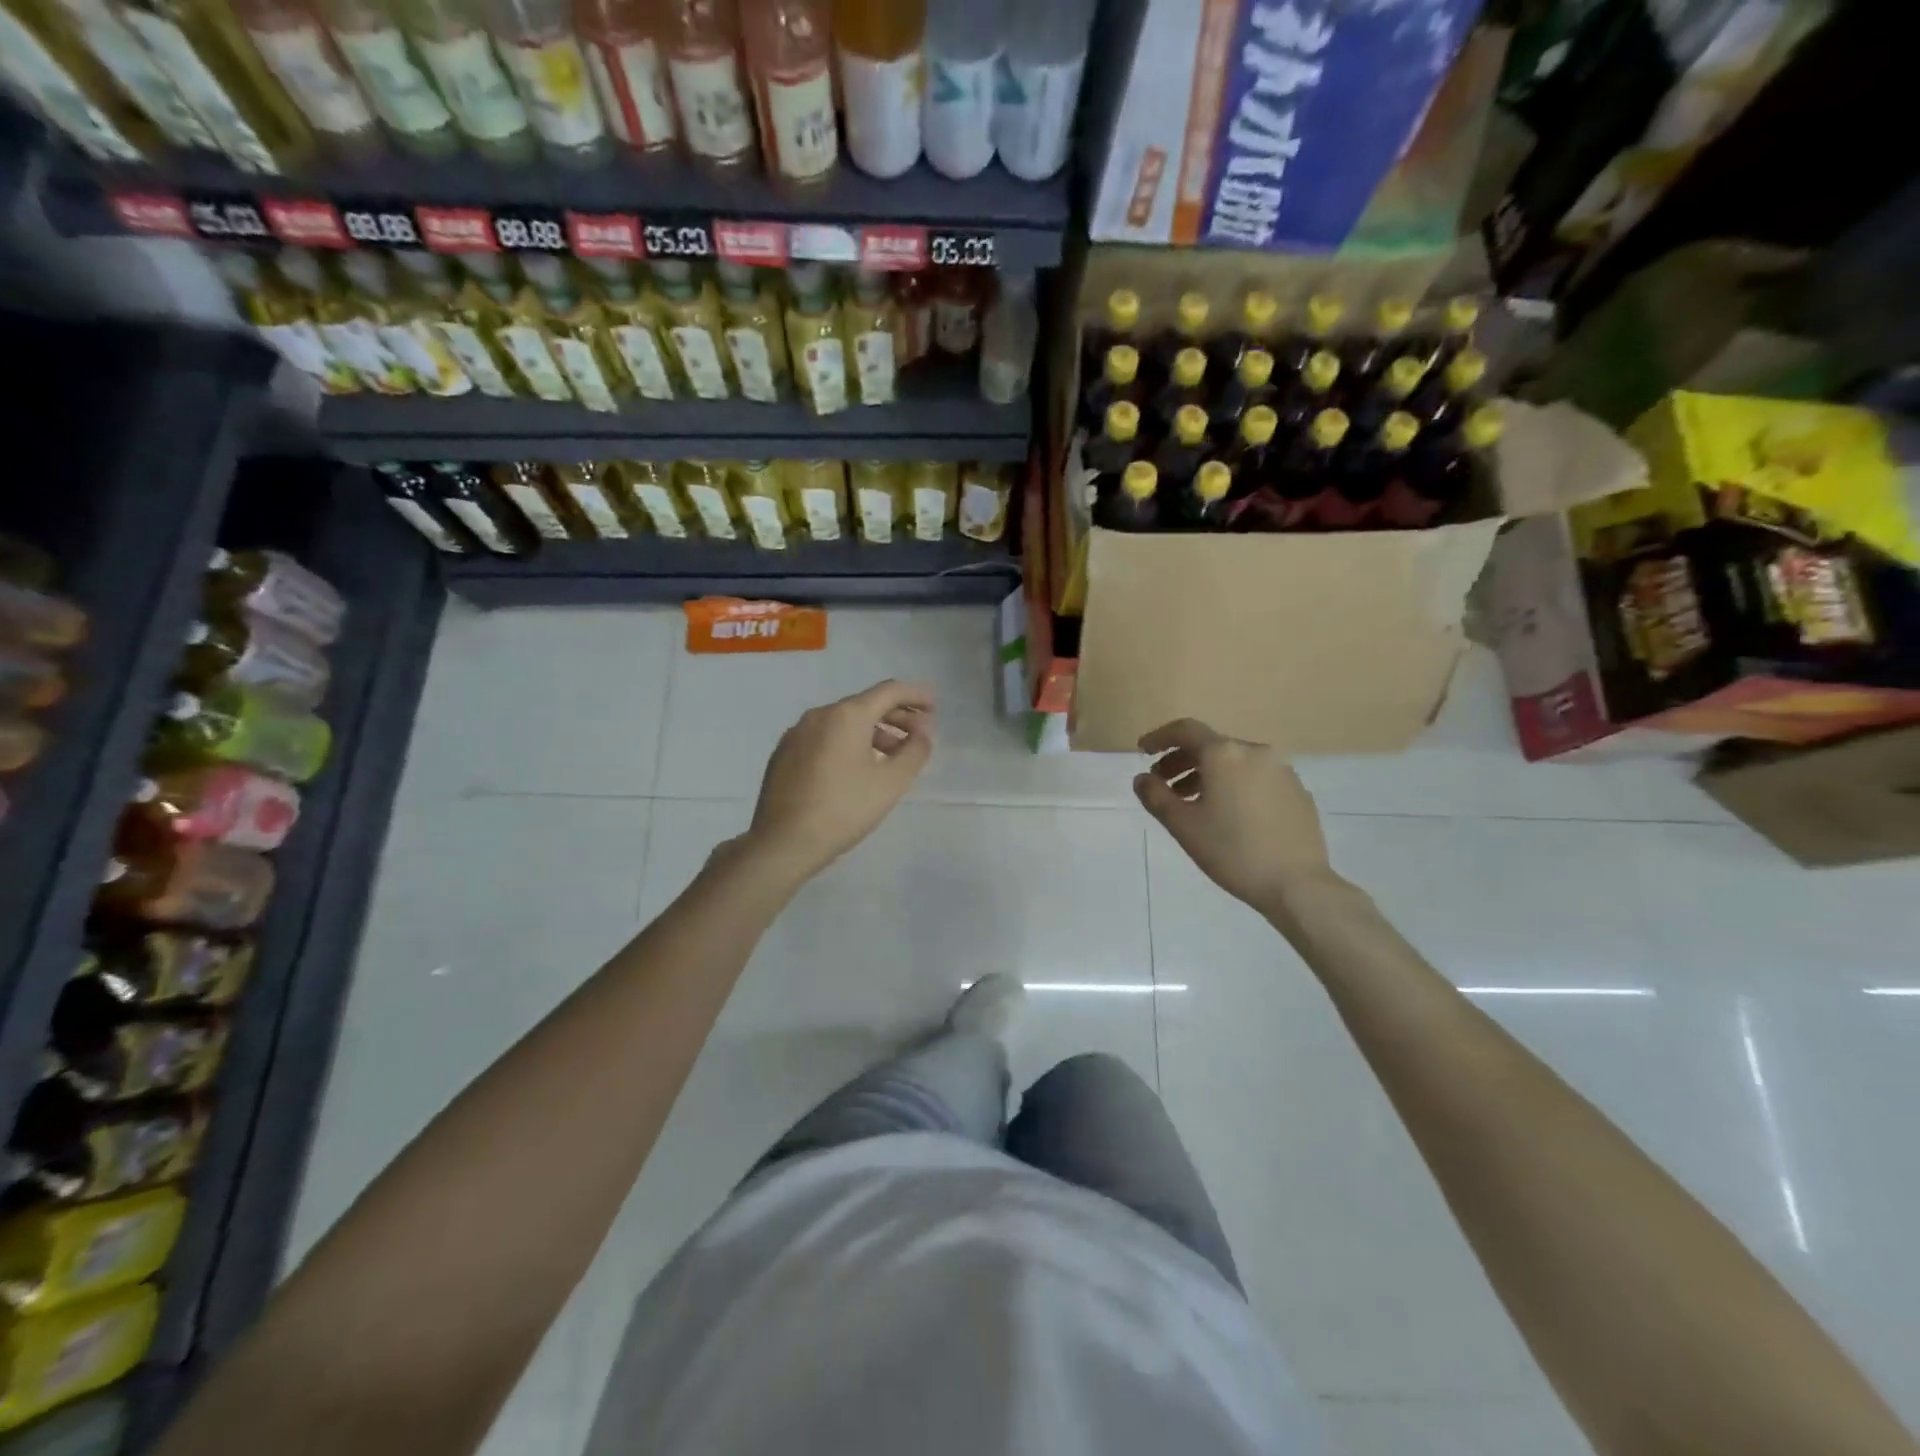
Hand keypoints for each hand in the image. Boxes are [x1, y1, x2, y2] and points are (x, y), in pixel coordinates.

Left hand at [740, 680, 934, 882]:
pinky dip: (847, 742)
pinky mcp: (784, 754)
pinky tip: (856, 768)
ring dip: (872, 732)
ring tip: (891, 755)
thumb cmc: (844, 809)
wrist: (784, 842)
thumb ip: (914, 751)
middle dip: (895, 716)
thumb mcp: (891, 782)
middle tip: (918, 734)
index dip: (915, 695)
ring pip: (843, 722)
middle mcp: (819, 715)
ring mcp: (796, 734)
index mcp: (846, 715)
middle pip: (864, 705)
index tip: (934, 706)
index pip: (888, 691)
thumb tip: (922, 733)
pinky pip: (824, 737)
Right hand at [1134, 719, 1334, 911]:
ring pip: (1234, 762)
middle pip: (1210, 746)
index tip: (1143, 752)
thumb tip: (1142, 778)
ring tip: (1191, 803)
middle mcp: (1255, 752)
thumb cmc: (1232, 851)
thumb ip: (1156, 796)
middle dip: (1181, 761)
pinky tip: (1228, 815)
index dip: (1159, 738)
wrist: (1297, 884)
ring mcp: (1281, 770)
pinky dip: (1233, 785)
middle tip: (1162, 785)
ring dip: (1206, 775)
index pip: (1185, 730)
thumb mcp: (1183, 825)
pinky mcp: (1297, 791)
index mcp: (1225, 754)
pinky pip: (1256, 777)